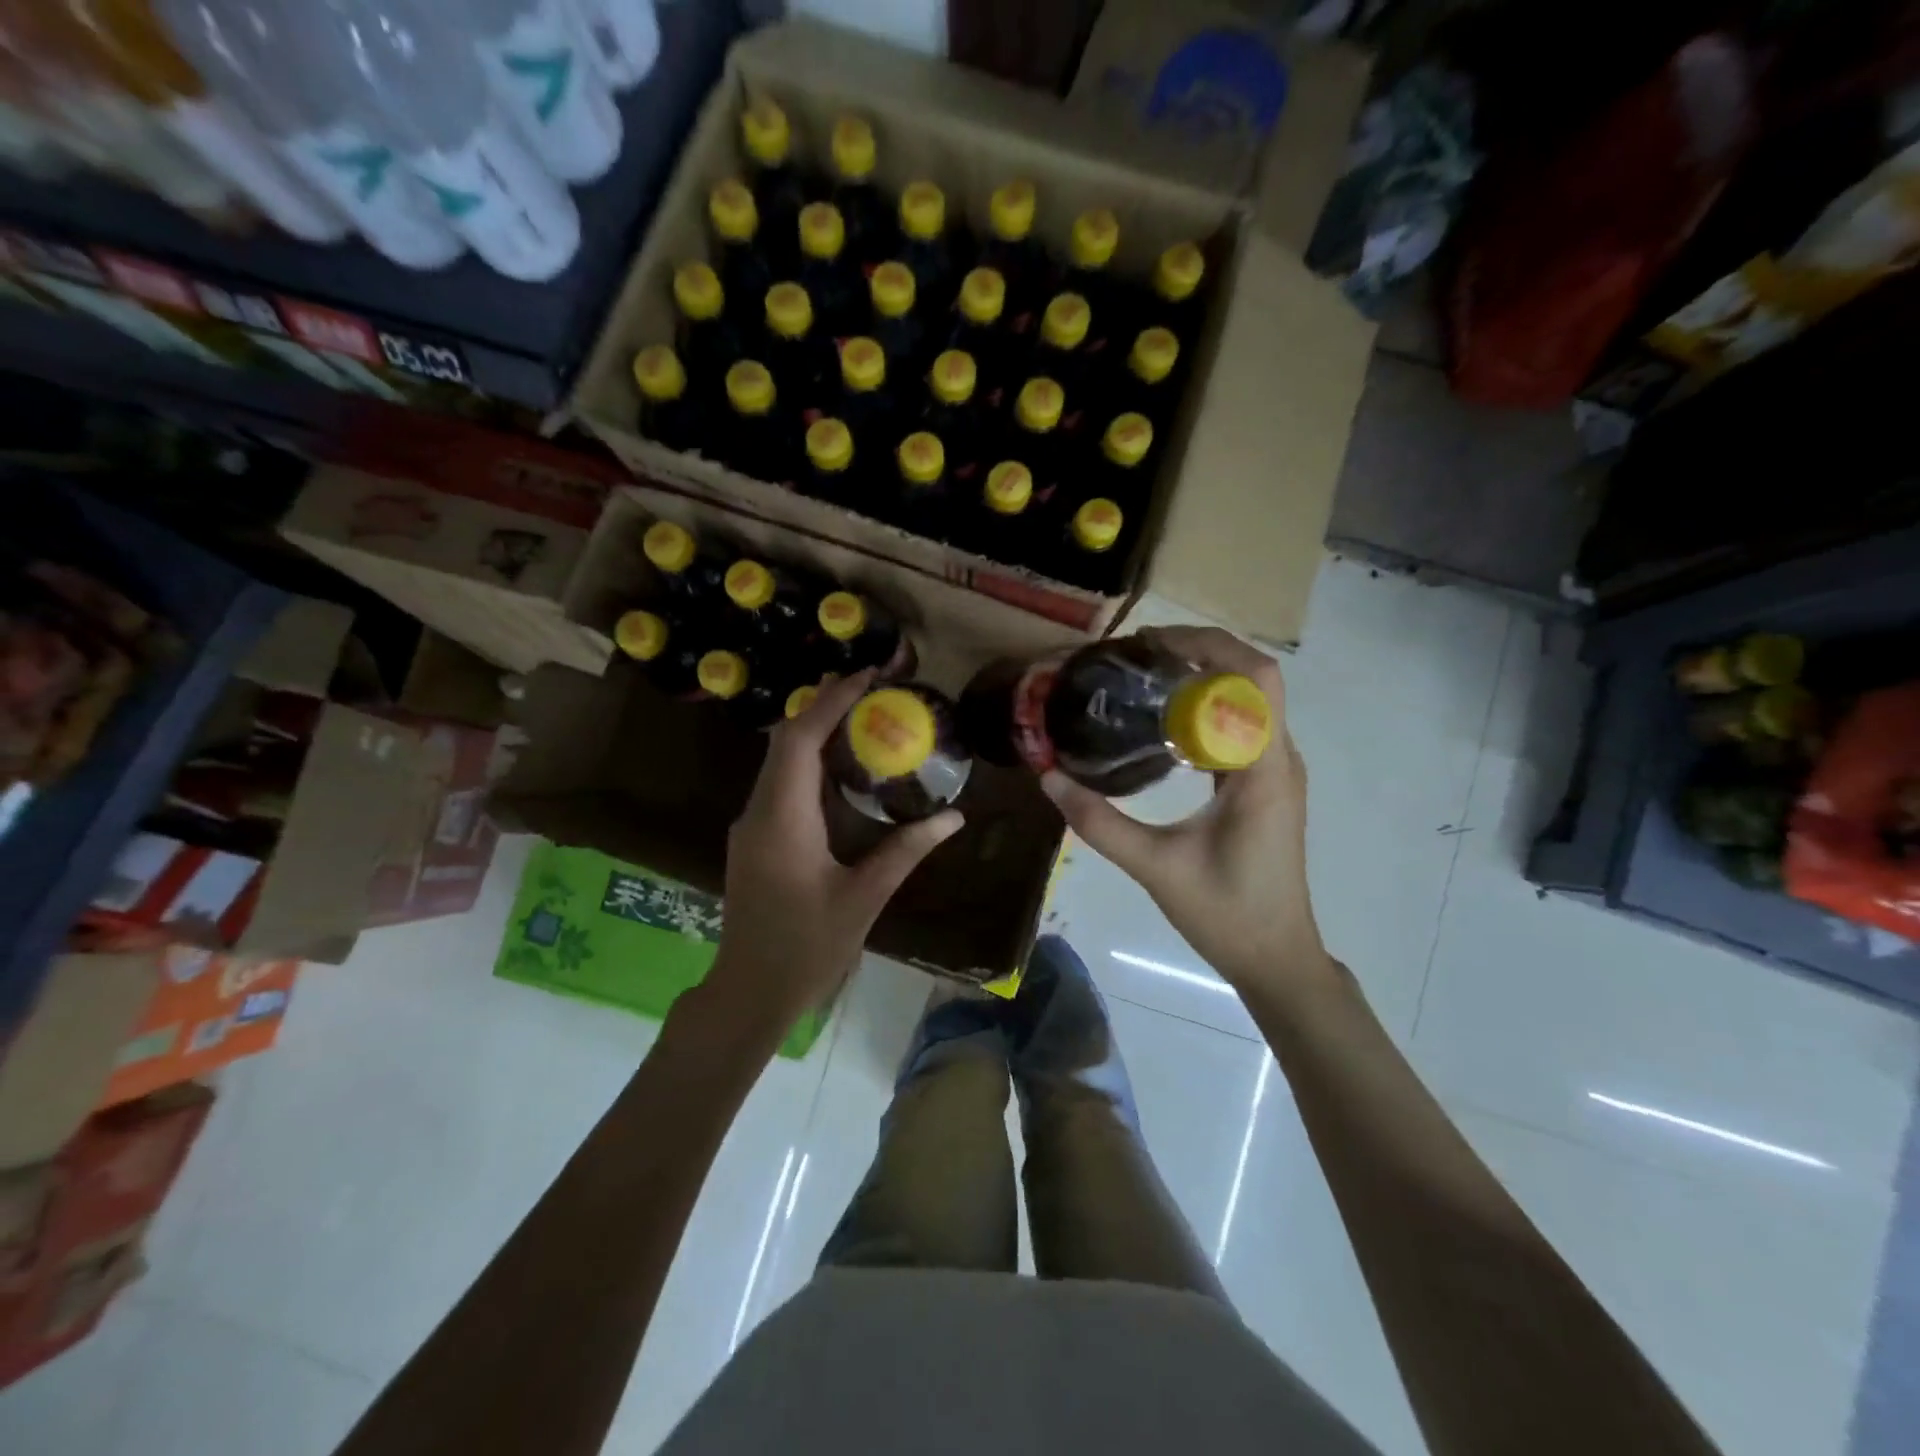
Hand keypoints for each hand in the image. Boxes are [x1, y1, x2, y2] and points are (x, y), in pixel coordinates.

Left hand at [709, 669, 962, 1023]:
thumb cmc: (806, 948)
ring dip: (816, 732)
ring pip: (780, 760)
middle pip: (785, 740)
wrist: (748, 993)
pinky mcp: (755, 839)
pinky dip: (810, 763)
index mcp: (782, 819)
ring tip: (862, 716)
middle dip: (824, 705)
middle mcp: (758, 811)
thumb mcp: (864, 898)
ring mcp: (751, 825)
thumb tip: (953, 817)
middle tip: (870, 687)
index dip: (832, 701)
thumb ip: (906, 851)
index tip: (867, 676)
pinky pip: (781, 784)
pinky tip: (842, 770)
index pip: (800, 739)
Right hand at [1041, 626, 1328, 995]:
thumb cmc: (1226, 914)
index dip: (1207, 647)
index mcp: (1264, 770)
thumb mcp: (1155, 867)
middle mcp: (1279, 759)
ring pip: (1249, 700)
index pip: (1255, 680)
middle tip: (1138, 655)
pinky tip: (1163, 721)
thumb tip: (1048, 779)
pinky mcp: (1264, 785)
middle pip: (1254, 679)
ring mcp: (1276, 772)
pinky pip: (1241, 727)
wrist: (1276, 958)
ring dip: (1204, 677)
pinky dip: (1206, 709)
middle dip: (1200, 653)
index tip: (1151, 645)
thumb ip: (1099, 823)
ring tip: (1145, 675)